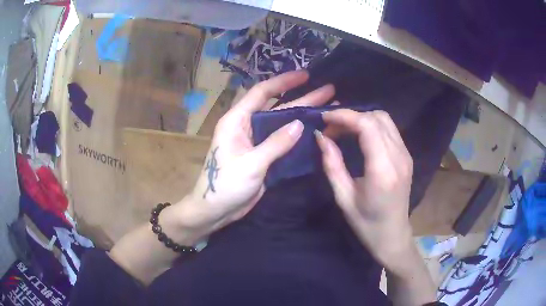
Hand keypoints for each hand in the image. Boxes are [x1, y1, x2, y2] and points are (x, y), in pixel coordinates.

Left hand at [173, 71, 334, 241]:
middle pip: (277, 107)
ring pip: (282, 123)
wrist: (216, 210)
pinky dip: (298, 135)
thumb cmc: (225, 185)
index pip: (261, 92)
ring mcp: (257, 141)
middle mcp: (247, 126)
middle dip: (302, 98)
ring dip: (303, 115)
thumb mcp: (251, 163)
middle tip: (328, 90)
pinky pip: (283, 140)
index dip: (283, 82)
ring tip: (328, 108)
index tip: (305, 75)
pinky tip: (316, 131)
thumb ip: (275, 144)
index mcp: (237, 120)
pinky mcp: (264, 155)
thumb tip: (300, 124)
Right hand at [315, 109, 414, 274]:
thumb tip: (321, 137)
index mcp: (383, 171)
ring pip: (385, 119)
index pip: (367, 126)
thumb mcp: (343, 198)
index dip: (344, 116)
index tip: (324, 119)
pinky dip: (372, 125)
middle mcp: (399, 157)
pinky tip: (359, 136)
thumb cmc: (366, 223)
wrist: (393, 235)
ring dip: (362, 119)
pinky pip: (389, 129)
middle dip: (351, 116)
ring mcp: (406, 155)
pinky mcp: (406, 156)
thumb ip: (332, 165)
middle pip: (377, 117)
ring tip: (343, 130)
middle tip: (331, 128)